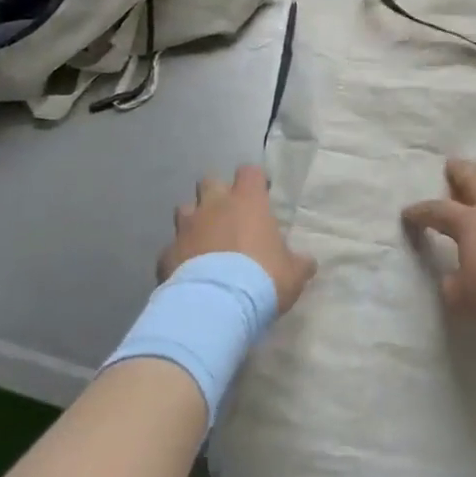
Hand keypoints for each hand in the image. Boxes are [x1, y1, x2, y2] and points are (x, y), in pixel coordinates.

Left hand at [161, 165, 314, 316]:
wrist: (217, 304)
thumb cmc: (262, 279)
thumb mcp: (293, 274)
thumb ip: (299, 263)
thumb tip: (308, 262)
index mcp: (247, 202)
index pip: (249, 172)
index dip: (254, 181)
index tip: (259, 194)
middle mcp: (214, 205)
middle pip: (209, 181)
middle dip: (216, 194)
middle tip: (228, 215)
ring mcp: (187, 227)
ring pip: (185, 209)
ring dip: (194, 220)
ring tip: (204, 240)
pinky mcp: (167, 252)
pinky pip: (172, 247)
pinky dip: (179, 255)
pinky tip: (186, 271)